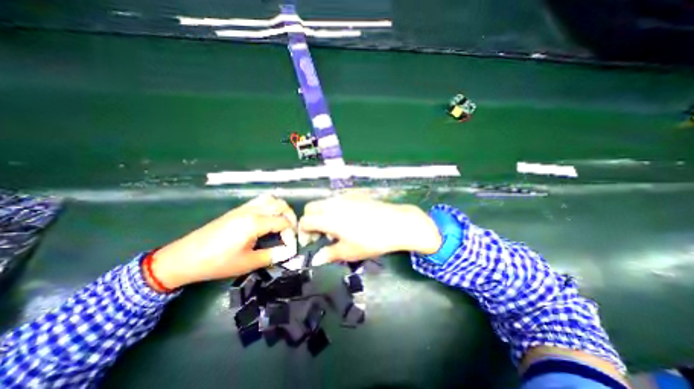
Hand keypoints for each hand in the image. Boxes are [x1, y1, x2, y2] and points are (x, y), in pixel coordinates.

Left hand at [151, 195, 296, 288]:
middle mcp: (252, 210)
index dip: (291, 234)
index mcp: (255, 223)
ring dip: (281, 209)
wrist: (184, 258)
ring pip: (271, 199)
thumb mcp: (247, 263)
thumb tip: (289, 252)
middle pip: (280, 205)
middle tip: (291, 231)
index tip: (290, 247)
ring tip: (283, 223)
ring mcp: (244, 208)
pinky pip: (260, 200)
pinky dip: (271, 206)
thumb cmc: (216, 262)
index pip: (283, 222)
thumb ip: (272, 255)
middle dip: (291, 217)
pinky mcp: (237, 210)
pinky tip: (269, 219)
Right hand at [297, 193, 437, 264]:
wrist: (396, 223)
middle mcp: (333, 204)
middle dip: (310, 220)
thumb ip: (330, 254)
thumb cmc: (371, 240)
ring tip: (335, 228)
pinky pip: (337, 200)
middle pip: (311, 207)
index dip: (303, 231)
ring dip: (322, 214)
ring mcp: (344, 197)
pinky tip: (347, 219)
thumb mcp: (349, 251)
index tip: (309, 242)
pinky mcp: (355, 195)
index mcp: (328, 218)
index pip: (305, 220)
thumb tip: (317, 259)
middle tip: (319, 234)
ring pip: (324, 202)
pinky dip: (334, 209)